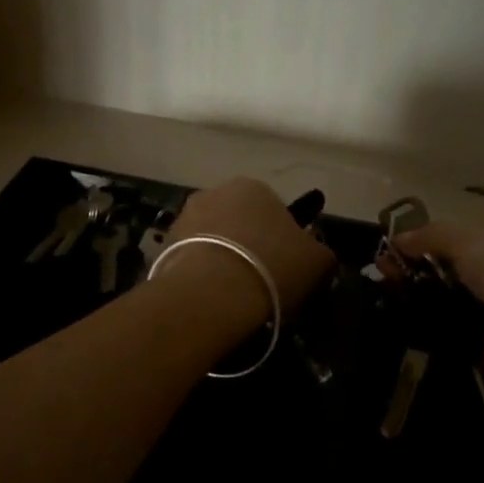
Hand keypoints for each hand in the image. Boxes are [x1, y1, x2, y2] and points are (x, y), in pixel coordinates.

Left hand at [163, 178, 336, 317]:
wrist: (212, 293)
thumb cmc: (271, 267)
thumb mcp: (317, 261)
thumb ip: (320, 250)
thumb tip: (316, 252)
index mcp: (255, 186)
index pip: (274, 208)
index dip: (282, 238)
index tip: (285, 265)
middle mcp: (216, 191)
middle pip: (240, 220)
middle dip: (249, 243)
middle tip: (261, 278)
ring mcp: (185, 216)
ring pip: (214, 237)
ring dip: (223, 256)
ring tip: (235, 292)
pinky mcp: (164, 243)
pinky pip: (192, 257)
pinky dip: (202, 271)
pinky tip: (212, 296)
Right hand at [392, 220, 483, 383]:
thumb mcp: (468, 238)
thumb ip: (431, 235)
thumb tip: (398, 238)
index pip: (465, 240)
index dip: (429, 241)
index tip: (395, 247)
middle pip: (453, 271)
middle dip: (417, 269)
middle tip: (383, 272)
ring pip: (449, 302)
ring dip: (418, 299)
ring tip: (385, 295)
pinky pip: (451, 333)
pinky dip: (429, 329)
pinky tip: (400, 321)